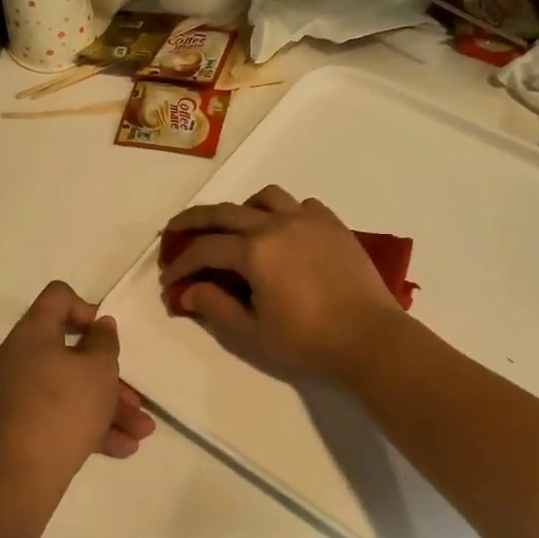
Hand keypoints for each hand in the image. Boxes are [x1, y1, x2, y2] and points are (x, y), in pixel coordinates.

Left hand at [0, 282, 154, 501]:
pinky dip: (92, 424)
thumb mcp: (99, 369)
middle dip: (111, 375)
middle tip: (136, 395)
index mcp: (33, 333)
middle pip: (72, 351)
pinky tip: (123, 447)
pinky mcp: (25, 424)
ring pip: (73, 388)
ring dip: (110, 405)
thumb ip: (105, 341)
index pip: (58, 297)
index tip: (107, 336)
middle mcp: (22, 358)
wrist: (24, 476)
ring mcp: (22, 393)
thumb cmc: (65, 408)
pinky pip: (63, 414)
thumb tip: (100, 326)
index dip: (88, 308)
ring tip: (143, 431)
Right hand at [159, 186, 404, 377]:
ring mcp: (308, 219)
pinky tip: (282, 233)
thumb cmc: (307, 340)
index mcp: (254, 251)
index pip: (204, 249)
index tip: (169, 280)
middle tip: (175, 231)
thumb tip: (187, 291)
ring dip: (242, 210)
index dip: (181, 264)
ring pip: (265, 198)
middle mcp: (277, 224)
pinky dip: (282, 213)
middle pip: (224, 212)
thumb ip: (216, 307)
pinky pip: (300, 205)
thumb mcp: (253, 332)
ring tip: (235, 229)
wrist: (369, 336)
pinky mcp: (332, 224)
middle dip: (194, 221)